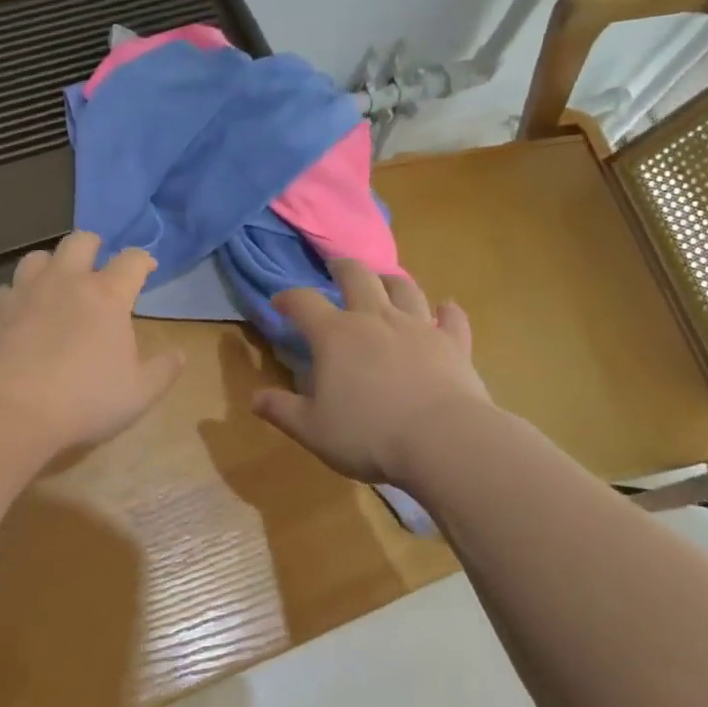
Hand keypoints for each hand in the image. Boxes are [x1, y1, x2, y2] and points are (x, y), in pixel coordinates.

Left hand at [0, 231, 184, 455]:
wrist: (13, 409)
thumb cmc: (86, 399)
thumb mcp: (139, 393)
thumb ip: (163, 370)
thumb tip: (181, 354)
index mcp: (108, 295)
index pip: (132, 260)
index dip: (143, 260)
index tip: (147, 267)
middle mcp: (67, 281)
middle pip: (81, 241)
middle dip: (93, 245)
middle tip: (98, 263)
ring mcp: (27, 291)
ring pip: (38, 256)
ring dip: (51, 264)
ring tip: (56, 282)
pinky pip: (6, 288)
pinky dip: (17, 294)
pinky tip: (21, 311)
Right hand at [253, 260, 492, 485]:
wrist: (443, 440)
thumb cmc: (369, 435)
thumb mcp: (312, 430)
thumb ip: (282, 410)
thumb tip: (254, 398)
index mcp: (335, 335)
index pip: (303, 302)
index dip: (288, 299)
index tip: (279, 303)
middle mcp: (375, 319)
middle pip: (357, 277)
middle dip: (342, 267)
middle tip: (336, 266)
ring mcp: (418, 327)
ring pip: (404, 289)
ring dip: (392, 280)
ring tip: (385, 280)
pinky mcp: (453, 344)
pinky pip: (452, 318)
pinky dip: (447, 311)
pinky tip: (446, 308)